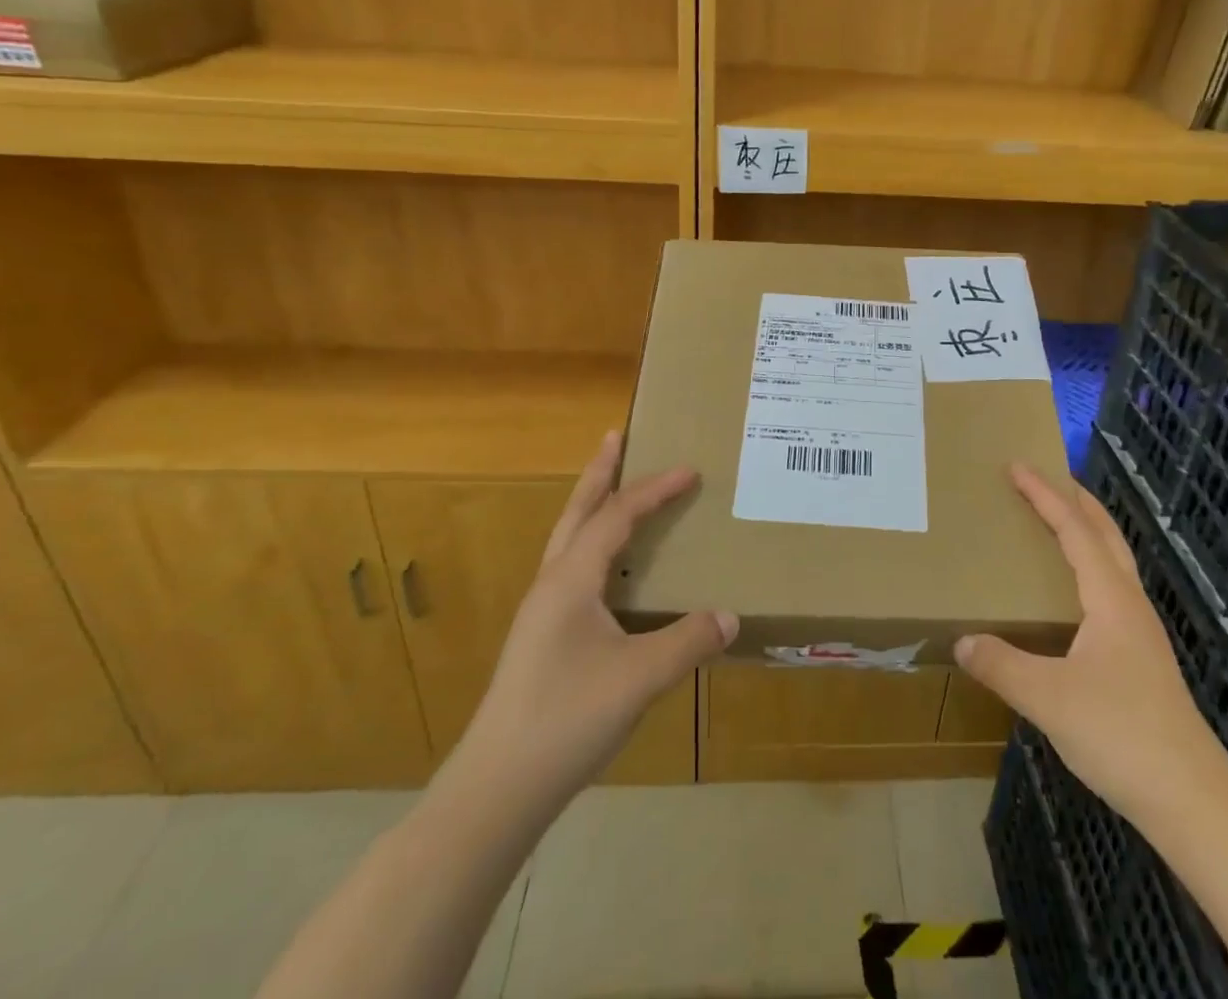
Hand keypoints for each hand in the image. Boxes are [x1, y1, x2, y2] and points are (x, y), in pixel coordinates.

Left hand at [456, 431, 736, 805]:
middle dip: (599, 473)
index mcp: (572, 579)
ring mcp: (541, 612)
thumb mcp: (639, 678)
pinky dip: (591, 545)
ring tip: (612, 489)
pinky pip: (571, 569)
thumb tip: (731, 616)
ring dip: (591, 506)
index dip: (655, 489)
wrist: (496, 789)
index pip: (618, 516)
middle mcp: (552, 584)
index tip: (690, 470)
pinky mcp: (541, 638)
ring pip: (569, 540)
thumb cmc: (566, 719)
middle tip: (615, 437)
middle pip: (578, 512)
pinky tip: (607, 570)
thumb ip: (688, 641)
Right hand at [957, 464, 1227, 822]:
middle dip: (1075, 500)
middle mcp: (1130, 604)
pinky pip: (1110, 590)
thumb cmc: (1121, 735)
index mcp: (1111, 598)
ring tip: (1054, 523)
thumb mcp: (1049, 698)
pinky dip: (1088, 567)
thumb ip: (1001, 665)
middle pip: (1105, 534)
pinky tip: (1070, 595)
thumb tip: (961, 640)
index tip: (1017, 466)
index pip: (1074, 530)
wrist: (1193, 801)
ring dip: (1086, 532)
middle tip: (1044, 478)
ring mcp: (1140, 632)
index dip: (1045, 495)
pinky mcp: (1141, 659)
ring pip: (1113, 562)